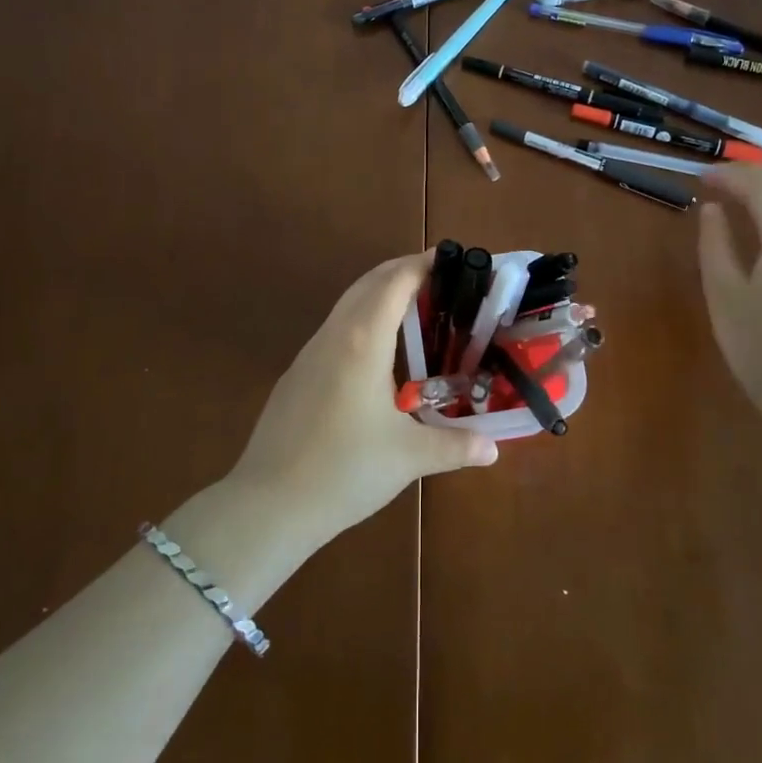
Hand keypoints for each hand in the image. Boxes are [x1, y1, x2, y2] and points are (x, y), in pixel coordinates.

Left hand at [228, 252, 497, 545]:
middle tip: (441, 279)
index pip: (395, 281)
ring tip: (415, 309)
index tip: (451, 259)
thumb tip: (492, 449)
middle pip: (369, 282)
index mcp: (364, 340)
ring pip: (348, 303)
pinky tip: (378, 352)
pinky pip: (335, 328)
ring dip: (380, 293)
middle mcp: (335, 334)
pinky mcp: (297, 373)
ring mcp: (310, 352)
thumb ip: (455, 447)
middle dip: (403, 271)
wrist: (269, 503)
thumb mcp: (408, 458)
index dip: (423, 264)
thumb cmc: (344, 471)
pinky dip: (362, 318)